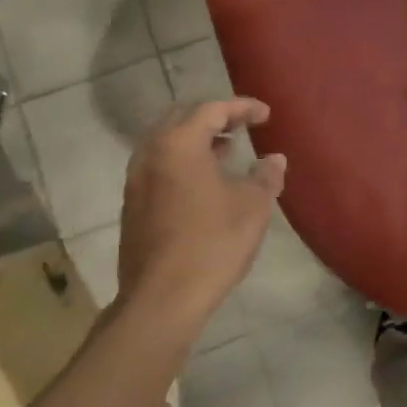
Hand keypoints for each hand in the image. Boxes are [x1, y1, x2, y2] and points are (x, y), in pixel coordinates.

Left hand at [118, 99, 286, 331]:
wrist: (161, 299)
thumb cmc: (212, 244)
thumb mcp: (252, 207)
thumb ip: (265, 176)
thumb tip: (274, 159)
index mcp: (179, 143)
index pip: (213, 109)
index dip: (242, 108)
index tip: (266, 114)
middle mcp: (151, 152)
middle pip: (183, 118)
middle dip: (214, 117)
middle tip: (242, 126)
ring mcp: (136, 178)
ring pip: (167, 142)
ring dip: (196, 140)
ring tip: (226, 150)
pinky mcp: (132, 203)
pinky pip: (159, 164)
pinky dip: (182, 160)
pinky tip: (204, 182)